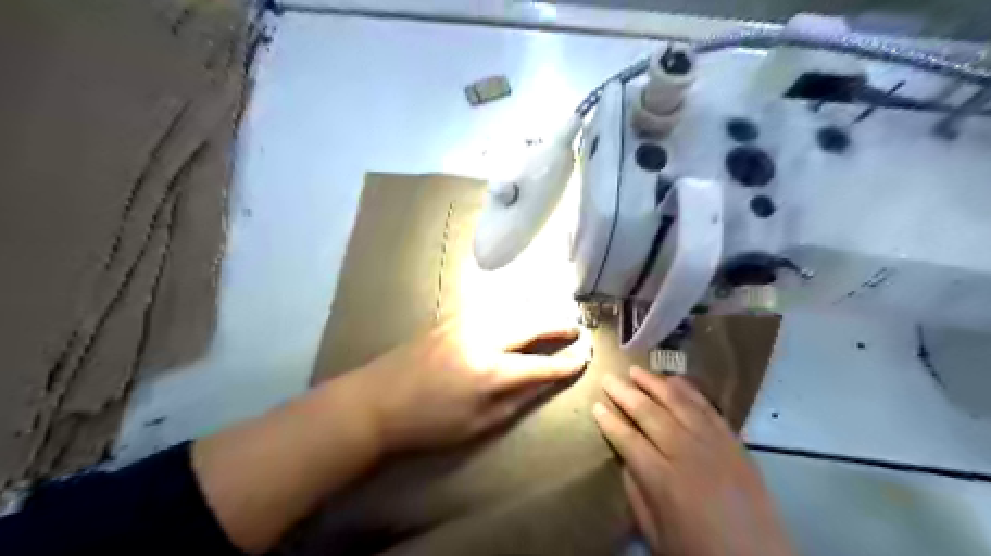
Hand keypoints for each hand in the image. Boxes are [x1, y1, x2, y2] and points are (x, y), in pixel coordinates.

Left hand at [350, 320, 585, 453]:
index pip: (539, 365)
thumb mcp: (478, 424)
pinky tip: (519, 312)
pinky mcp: (451, 317)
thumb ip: (516, 399)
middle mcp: (482, 338)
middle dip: (557, 325)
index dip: (564, 364)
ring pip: (512, 309)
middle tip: (575, 328)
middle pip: (530, 324)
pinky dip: (513, 308)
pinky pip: (492, 307)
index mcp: (489, 372)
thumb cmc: (428, 423)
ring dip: (537, 312)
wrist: (376, 401)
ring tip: (553, 318)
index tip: (583, 359)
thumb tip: (544, 381)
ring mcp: (465, 322)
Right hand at [592, 367, 794, 553]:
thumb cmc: (700, 551)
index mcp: (663, 481)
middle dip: (625, 394)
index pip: (628, 440)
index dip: (610, 422)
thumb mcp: (656, 533)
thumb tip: (624, 459)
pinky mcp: (734, 442)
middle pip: (649, 414)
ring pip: (678, 404)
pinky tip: (675, 380)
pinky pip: (708, 408)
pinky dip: (689, 391)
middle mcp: (687, 454)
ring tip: (635, 371)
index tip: (596, 406)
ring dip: (654, 384)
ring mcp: (713, 444)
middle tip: (608, 378)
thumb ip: (636, 493)